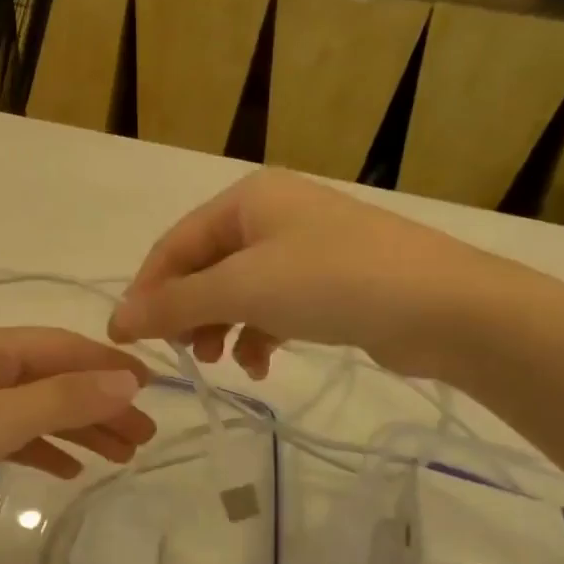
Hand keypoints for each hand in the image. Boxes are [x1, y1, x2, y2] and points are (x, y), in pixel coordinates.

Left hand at [0, 325, 156, 558]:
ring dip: (77, 428)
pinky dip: (42, 448)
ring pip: (34, 408)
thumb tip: (128, 379)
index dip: (108, 367)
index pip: (61, 346)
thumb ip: (62, 400)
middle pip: (52, 378)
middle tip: (146, 437)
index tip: (155, 391)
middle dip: (99, 404)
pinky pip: (10, 434)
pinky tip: (70, 470)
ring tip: (122, 456)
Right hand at [107, 170, 525, 381]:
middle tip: (180, 354)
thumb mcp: (243, 288)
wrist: (446, 308)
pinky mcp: (330, 283)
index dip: (146, 290)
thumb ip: (175, 304)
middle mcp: (272, 215)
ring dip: (221, 327)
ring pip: (239, 290)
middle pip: (206, 267)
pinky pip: (274, 306)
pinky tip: (261, 365)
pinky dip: (260, 334)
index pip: (175, 244)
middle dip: (188, 312)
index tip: (126, 338)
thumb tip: (117, 321)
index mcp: (247, 199)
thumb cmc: (332, 282)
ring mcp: (304, 248)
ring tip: (220, 362)